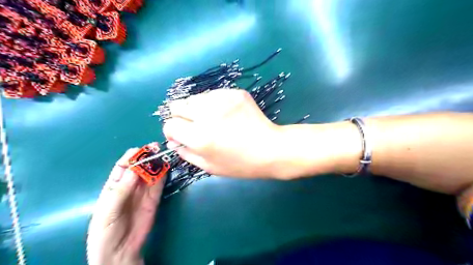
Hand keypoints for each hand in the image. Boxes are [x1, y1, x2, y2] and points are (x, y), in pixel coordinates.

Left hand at [86, 148, 164, 264]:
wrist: (119, 252)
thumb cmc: (105, 231)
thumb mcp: (108, 211)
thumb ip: (121, 190)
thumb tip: (135, 169)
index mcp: (114, 185)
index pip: (123, 165)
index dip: (132, 156)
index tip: (142, 150)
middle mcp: (130, 185)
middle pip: (140, 167)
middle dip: (148, 156)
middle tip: (157, 149)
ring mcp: (144, 191)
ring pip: (151, 173)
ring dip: (158, 163)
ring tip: (165, 154)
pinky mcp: (154, 198)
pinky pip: (160, 184)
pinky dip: (164, 175)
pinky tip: (167, 167)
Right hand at [164, 89, 279, 177]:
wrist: (270, 148)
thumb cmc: (240, 164)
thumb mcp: (210, 167)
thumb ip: (186, 153)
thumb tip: (173, 141)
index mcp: (199, 136)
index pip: (170, 125)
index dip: (173, 131)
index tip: (181, 135)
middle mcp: (207, 114)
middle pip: (177, 105)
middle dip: (181, 117)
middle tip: (195, 126)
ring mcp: (222, 99)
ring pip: (195, 98)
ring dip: (198, 109)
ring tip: (214, 120)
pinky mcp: (234, 92)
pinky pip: (213, 94)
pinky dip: (214, 103)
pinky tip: (227, 114)